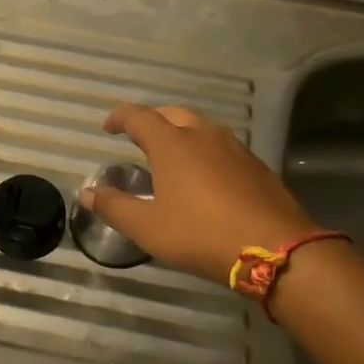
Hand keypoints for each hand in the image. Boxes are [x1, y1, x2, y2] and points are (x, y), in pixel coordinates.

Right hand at [80, 105, 317, 285]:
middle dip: (152, 122)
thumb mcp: (149, 228)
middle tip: (139, 139)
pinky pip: (221, 145)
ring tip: (171, 155)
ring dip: (181, 133)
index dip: (119, 117)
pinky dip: (204, 150)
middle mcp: (202, 134)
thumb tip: (87, 192)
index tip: (108, 127)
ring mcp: (233, 146)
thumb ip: (115, 207)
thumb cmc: (201, 234)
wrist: (276, 248)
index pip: (138, 116)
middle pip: (171, 114)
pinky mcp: (255, 164)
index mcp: (172, 143)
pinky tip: (205, 174)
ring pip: (200, 127)